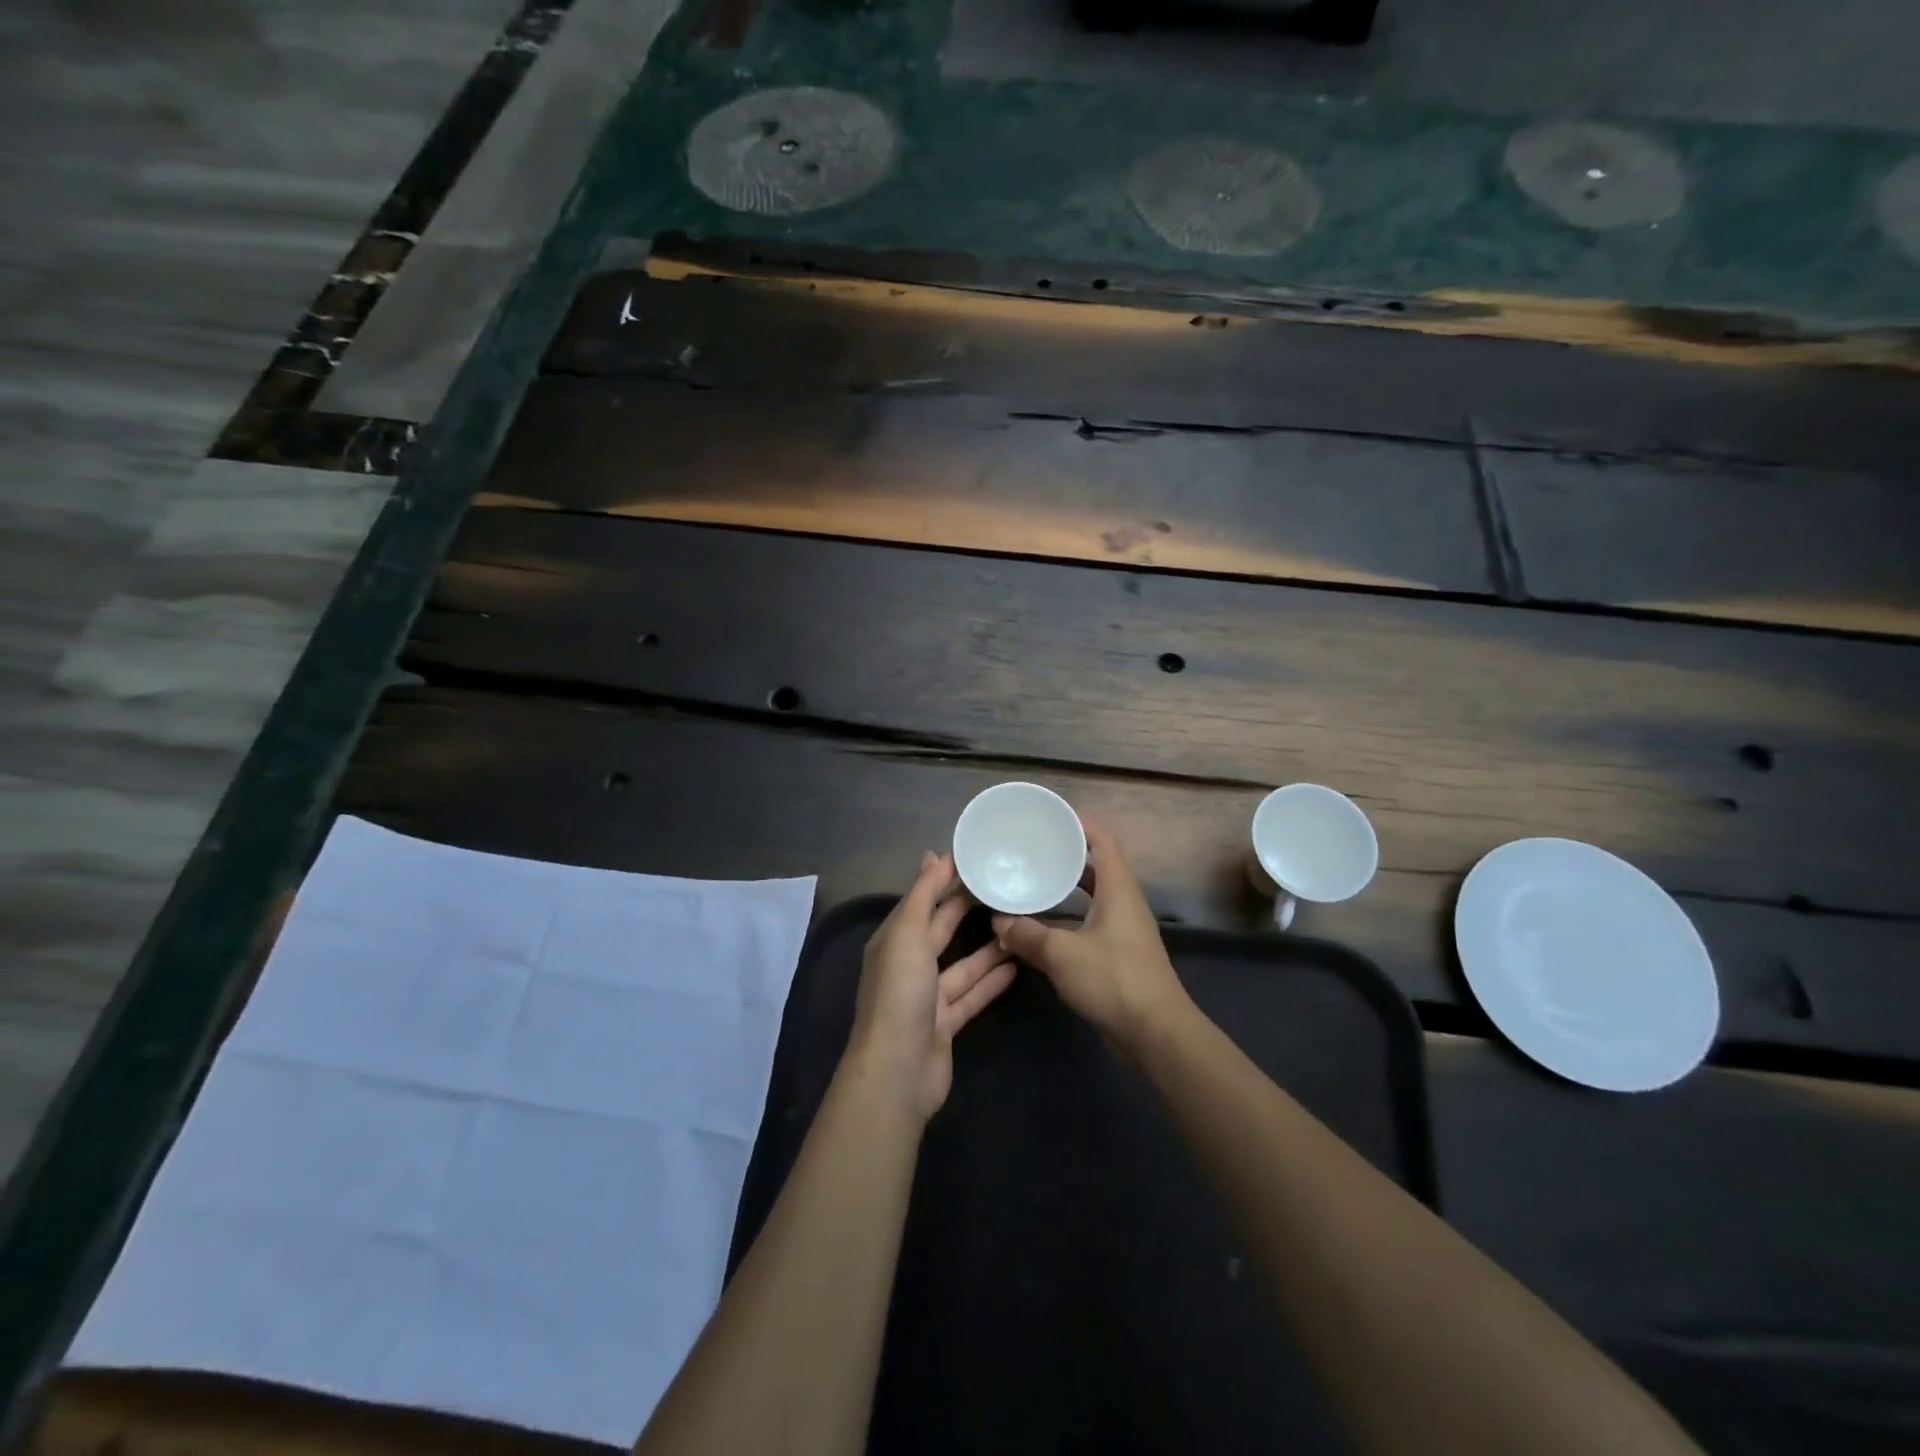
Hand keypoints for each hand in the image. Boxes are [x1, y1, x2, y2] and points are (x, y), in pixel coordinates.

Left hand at [850, 851, 1017, 1119]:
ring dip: (987, 947)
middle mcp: (909, 965)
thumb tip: (933, 854)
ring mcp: (928, 997)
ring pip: (962, 964)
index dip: (944, 879)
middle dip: (966, 908)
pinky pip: (972, 995)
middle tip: (1002, 885)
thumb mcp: (908, 934)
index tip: (975, 858)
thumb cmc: (900, 992)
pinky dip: (991, 981)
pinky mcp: (946, 1023)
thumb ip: (923, 895)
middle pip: (941, 930)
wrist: (898, 1069)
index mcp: (894, 941)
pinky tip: (1016, 966)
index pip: (922, 901)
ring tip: (1018, 924)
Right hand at [991, 820, 1191, 1052]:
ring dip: (1068, 888)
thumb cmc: (1114, 980)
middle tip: (1035, 850)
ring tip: (1034, 882)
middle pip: (1098, 866)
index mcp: (1118, 889)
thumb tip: (998, 921)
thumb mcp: (1062, 954)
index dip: (1081, 824)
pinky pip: (1092, 923)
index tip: (1053, 817)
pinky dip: (1069, 917)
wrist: (1156, 1033)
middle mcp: (1125, 903)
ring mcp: (1125, 930)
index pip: (1104, 841)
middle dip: (1069, 855)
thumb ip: (1028, 935)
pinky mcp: (1121, 955)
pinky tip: (1044, 927)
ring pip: (1095, 897)